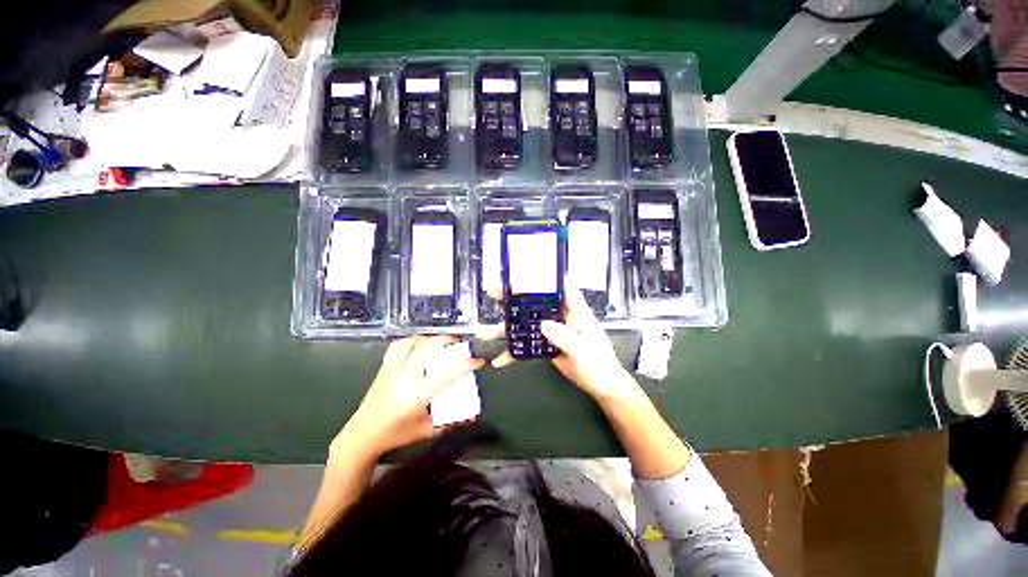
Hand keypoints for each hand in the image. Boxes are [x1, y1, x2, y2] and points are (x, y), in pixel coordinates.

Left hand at [338, 336, 483, 456]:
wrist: (362, 435)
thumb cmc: (397, 434)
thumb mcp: (428, 430)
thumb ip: (451, 420)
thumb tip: (473, 414)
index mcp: (417, 397)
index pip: (446, 375)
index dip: (466, 365)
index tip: (478, 361)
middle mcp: (404, 379)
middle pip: (428, 349)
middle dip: (447, 340)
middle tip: (459, 342)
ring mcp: (392, 371)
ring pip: (412, 343)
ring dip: (429, 338)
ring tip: (440, 341)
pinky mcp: (383, 368)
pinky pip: (397, 346)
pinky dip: (410, 340)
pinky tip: (418, 343)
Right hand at [483, 280, 640, 403]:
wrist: (601, 384)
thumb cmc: (599, 363)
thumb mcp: (584, 350)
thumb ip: (566, 337)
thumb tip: (543, 325)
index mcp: (573, 309)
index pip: (558, 285)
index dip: (541, 275)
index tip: (522, 271)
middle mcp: (559, 316)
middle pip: (534, 302)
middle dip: (512, 297)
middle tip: (492, 292)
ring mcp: (550, 330)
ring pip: (525, 324)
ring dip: (505, 327)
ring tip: (482, 331)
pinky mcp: (545, 345)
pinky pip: (525, 345)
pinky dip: (512, 352)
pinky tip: (498, 360)